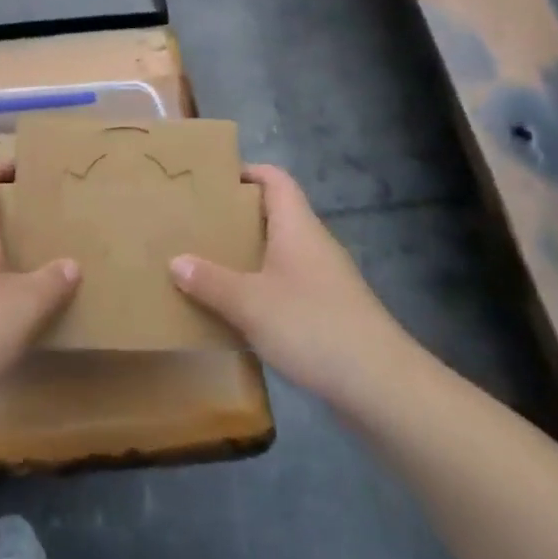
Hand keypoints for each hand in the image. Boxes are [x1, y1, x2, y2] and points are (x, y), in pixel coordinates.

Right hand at [170, 164, 409, 400]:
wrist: (381, 386)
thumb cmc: (312, 326)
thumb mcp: (250, 303)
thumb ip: (210, 281)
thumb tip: (176, 260)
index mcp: (297, 227)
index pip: (275, 179)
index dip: (246, 172)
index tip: (210, 181)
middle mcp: (313, 244)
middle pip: (274, 215)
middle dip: (235, 217)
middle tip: (196, 224)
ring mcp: (324, 279)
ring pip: (279, 252)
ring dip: (246, 255)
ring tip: (206, 264)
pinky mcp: (329, 311)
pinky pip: (286, 285)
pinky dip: (260, 288)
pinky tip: (237, 309)